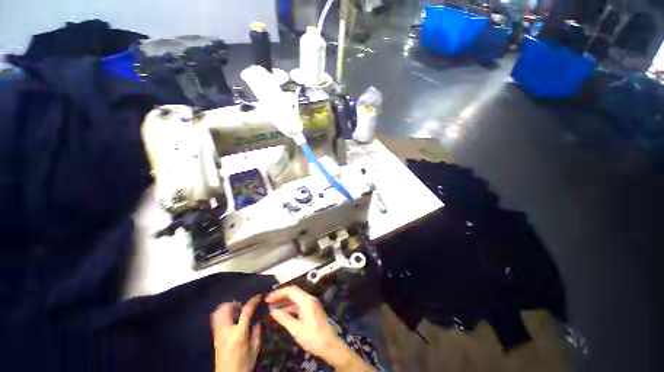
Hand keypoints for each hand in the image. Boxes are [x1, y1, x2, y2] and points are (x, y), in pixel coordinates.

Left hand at [210, 295, 261, 371]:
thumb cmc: (243, 364)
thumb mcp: (255, 349)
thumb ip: (257, 332)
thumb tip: (257, 321)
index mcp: (239, 333)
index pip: (246, 311)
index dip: (253, 301)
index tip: (259, 297)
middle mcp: (226, 331)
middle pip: (226, 308)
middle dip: (236, 303)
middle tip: (243, 307)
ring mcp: (218, 334)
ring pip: (218, 312)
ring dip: (227, 308)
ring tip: (235, 312)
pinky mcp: (214, 337)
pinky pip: (215, 319)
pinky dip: (222, 314)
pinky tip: (229, 319)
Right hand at [265, 286, 374, 370]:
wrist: (329, 345)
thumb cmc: (313, 337)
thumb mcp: (296, 329)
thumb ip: (284, 318)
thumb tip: (272, 311)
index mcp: (306, 300)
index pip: (290, 291)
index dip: (278, 293)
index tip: (267, 299)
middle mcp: (309, 299)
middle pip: (293, 292)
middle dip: (280, 296)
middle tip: (268, 302)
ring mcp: (311, 304)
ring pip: (295, 298)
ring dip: (284, 301)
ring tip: (272, 307)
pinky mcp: (311, 309)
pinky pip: (298, 305)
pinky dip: (290, 307)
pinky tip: (282, 313)